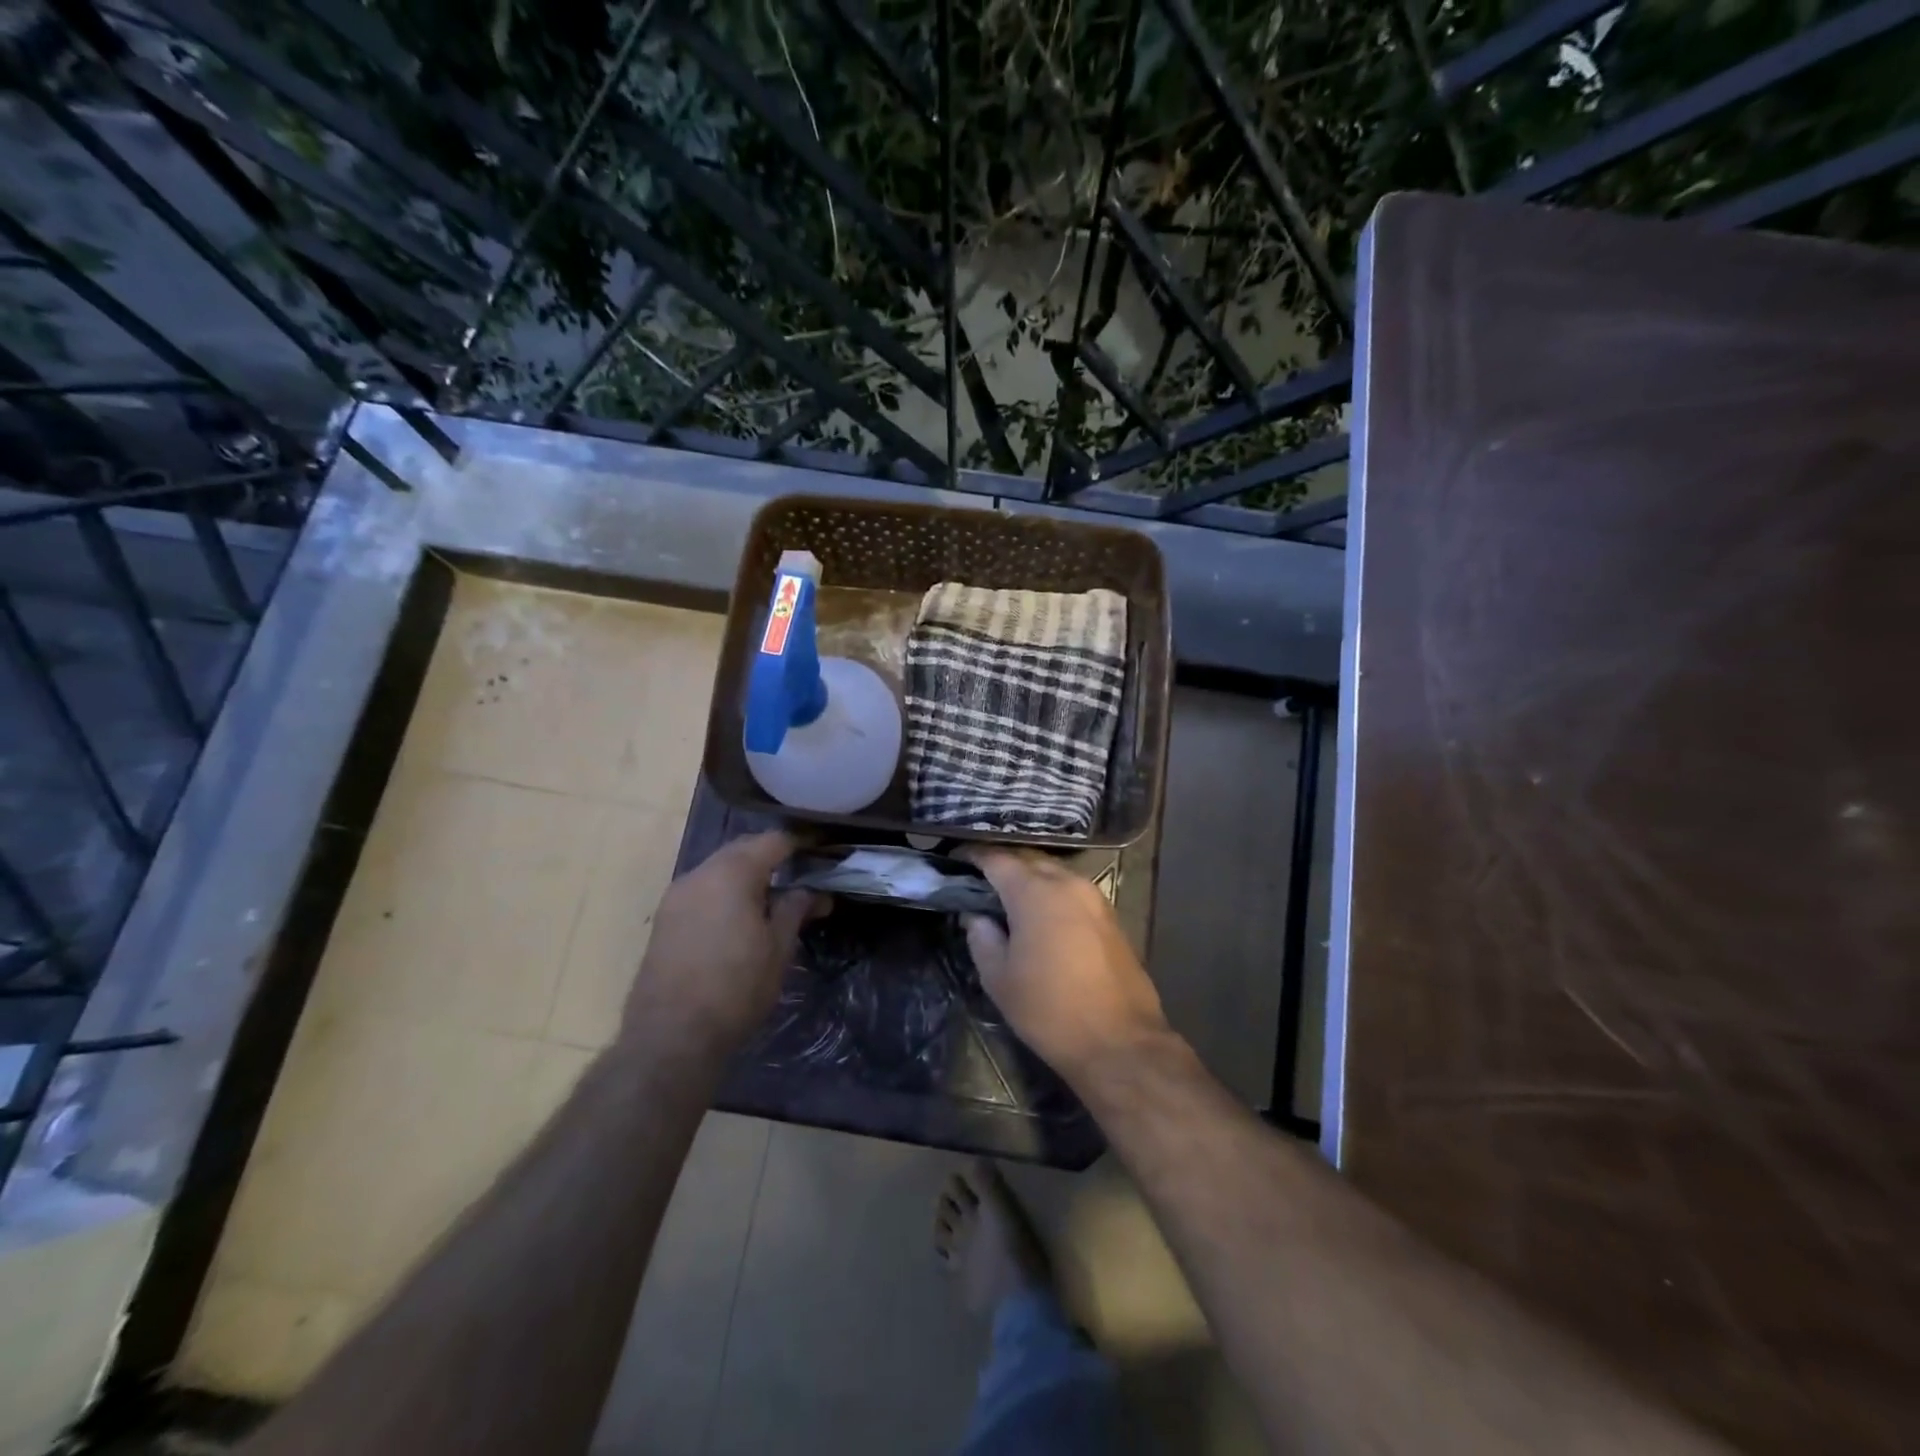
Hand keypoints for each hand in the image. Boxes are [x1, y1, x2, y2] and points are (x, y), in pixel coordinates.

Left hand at [622, 830, 825, 1054]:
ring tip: (772, 901)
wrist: (671, 1037)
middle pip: (742, 850)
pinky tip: (740, 919)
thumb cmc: (737, 988)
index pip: (773, 841)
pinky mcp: (664, 919)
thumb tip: (813, 891)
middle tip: (802, 876)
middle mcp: (700, 874)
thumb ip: (796, 909)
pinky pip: (703, 890)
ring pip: (719, 870)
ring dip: (746, 876)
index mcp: (732, 873)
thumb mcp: (779, 948)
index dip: (801, 843)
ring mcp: (676, 896)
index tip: (823, 852)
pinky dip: (725, 893)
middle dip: (772, 858)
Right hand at [960, 847, 1169, 1081]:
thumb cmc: (1049, 1009)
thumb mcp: (999, 978)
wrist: (1119, 1041)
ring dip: (1030, 878)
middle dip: (1003, 864)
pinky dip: (1052, 893)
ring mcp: (1094, 898)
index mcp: (1034, 892)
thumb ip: (981, 937)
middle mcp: (1067, 883)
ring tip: (1008, 897)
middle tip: (980, 880)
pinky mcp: (1111, 916)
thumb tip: (976, 915)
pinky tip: (1042, 915)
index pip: (997, 859)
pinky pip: (1073, 891)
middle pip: (1028, 860)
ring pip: (1054, 873)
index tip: (955, 860)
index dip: (973, 856)